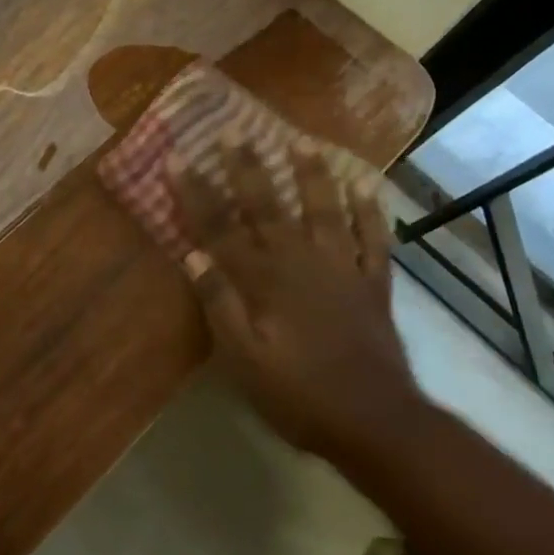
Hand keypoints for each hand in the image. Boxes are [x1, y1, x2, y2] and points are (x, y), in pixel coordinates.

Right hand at [169, 135, 424, 460]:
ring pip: (324, 210)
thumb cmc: (298, 395)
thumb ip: (219, 304)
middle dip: (247, 168)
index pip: (220, 227)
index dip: (196, 193)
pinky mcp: (373, 284)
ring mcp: (342, 269)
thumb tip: (191, 255)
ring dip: (312, 175)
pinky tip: (366, 188)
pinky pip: (373, 240)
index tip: (178, 159)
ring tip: (303, 142)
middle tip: (234, 131)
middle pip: (268, 206)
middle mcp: (301, 262)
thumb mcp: (243, 360)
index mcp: (264, 280)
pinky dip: (370, 213)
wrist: (375, 423)